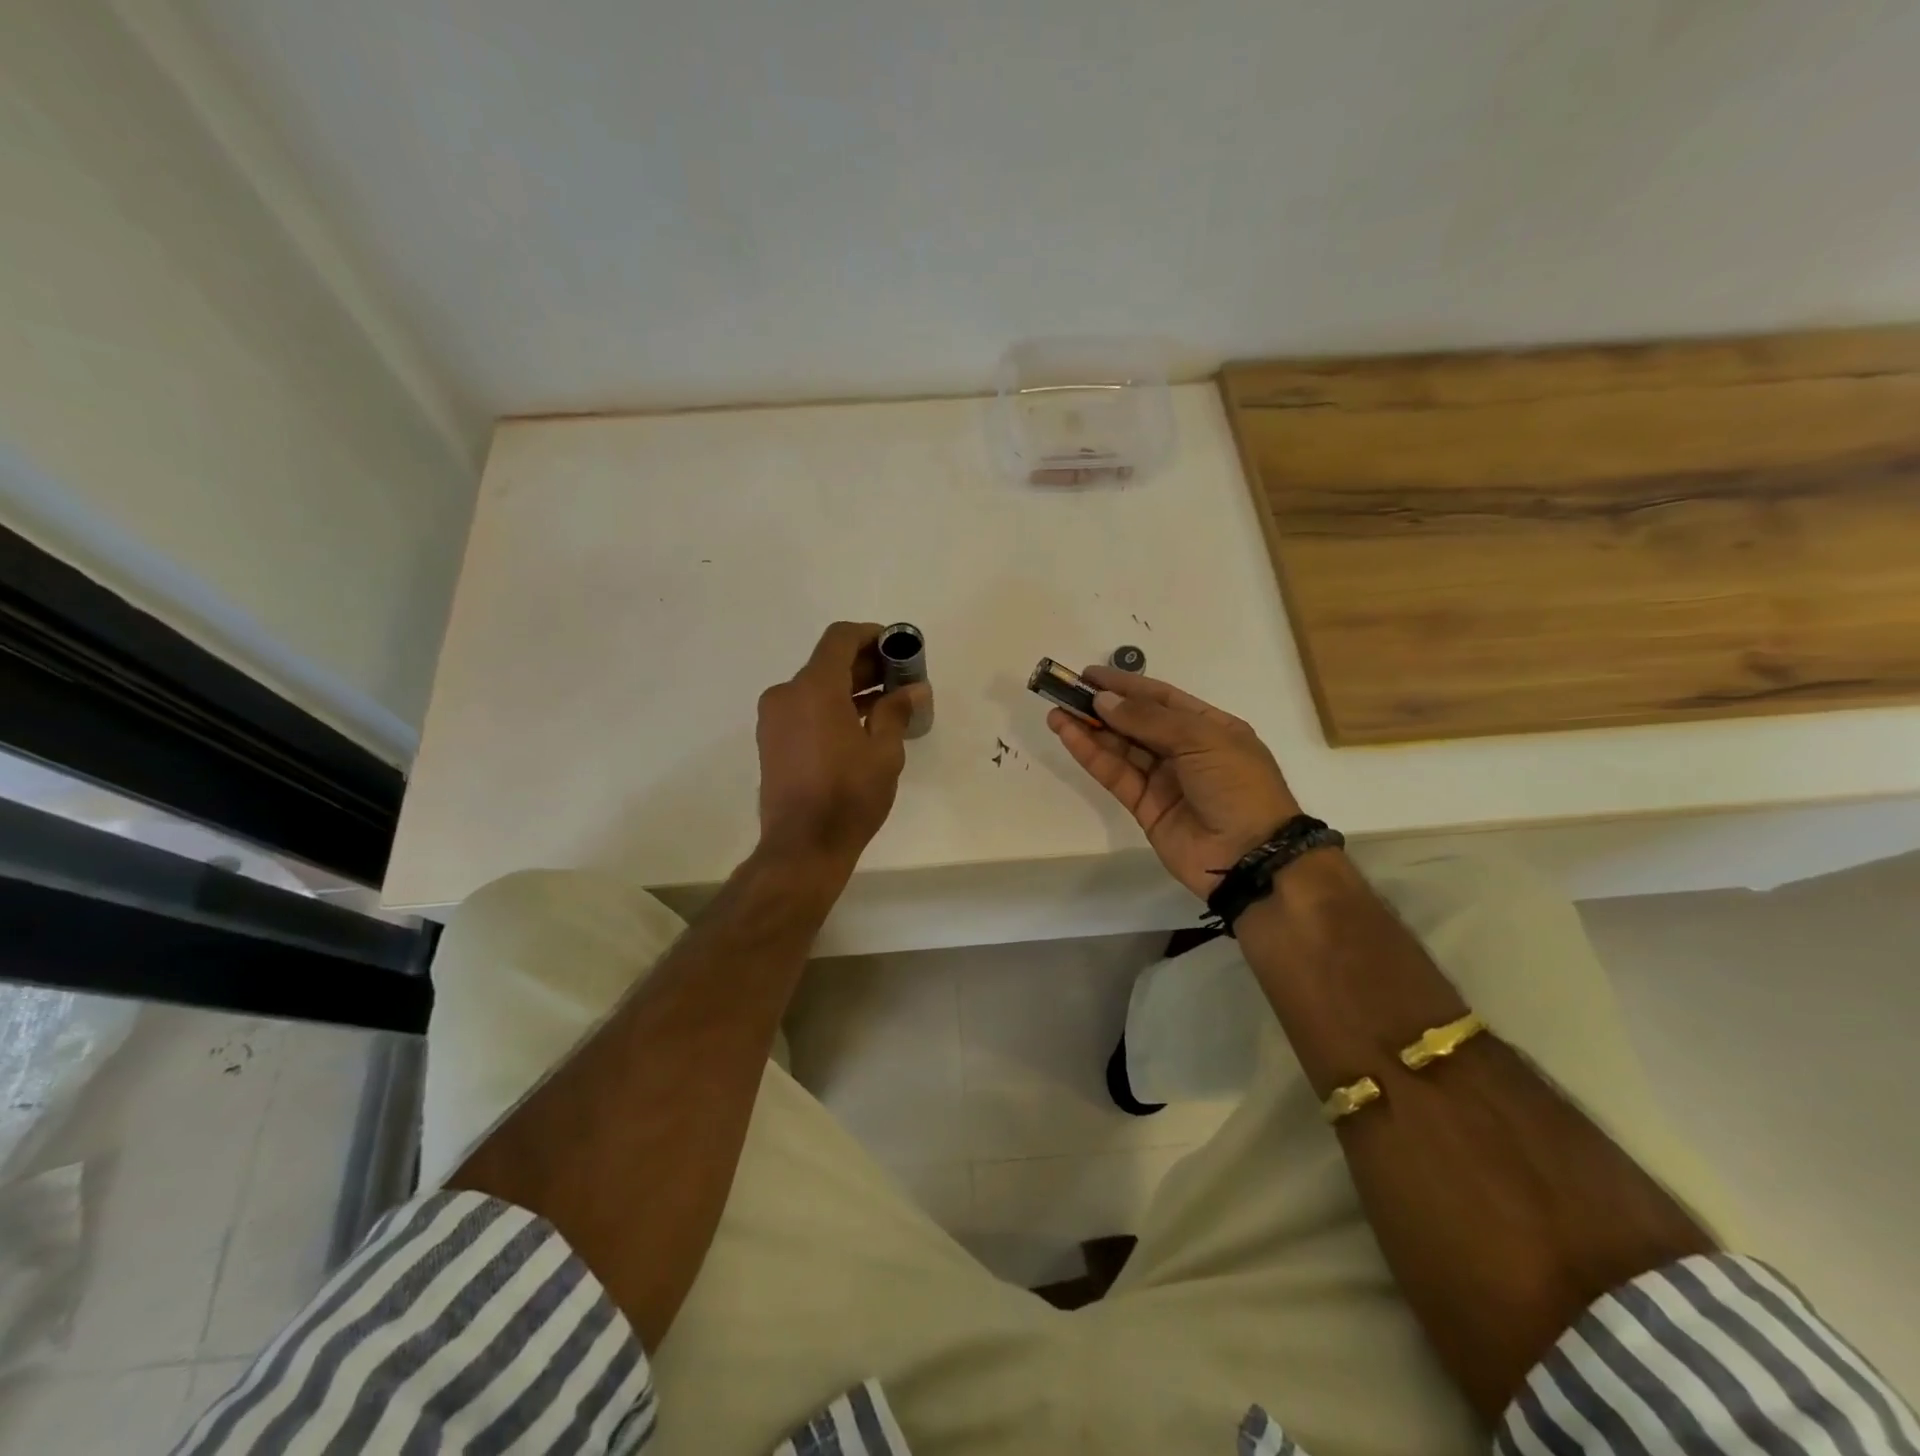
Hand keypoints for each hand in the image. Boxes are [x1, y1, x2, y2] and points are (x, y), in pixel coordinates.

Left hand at [755, 622, 915, 871]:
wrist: (802, 846)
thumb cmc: (849, 796)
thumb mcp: (884, 752)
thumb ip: (896, 711)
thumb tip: (914, 688)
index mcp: (814, 688)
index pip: (840, 639)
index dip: (871, 635)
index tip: (898, 647)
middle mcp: (787, 694)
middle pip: (828, 662)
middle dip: (866, 665)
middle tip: (901, 679)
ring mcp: (774, 718)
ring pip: (815, 687)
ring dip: (849, 687)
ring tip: (887, 705)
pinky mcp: (771, 740)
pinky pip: (804, 708)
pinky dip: (831, 707)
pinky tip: (860, 726)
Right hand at [1046, 666, 1300, 898]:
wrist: (1249, 855)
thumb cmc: (1236, 785)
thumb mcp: (1201, 739)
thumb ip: (1148, 719)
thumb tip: (1103, 700)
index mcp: (1210, 728)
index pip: (1162, 698)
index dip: (1126, 685)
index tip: (1091, 676)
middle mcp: (1185, 751)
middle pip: (1137, 722)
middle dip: (1103, 706)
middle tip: (1066, 691)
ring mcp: (1164, 780)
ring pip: (1121, 748)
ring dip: (1090, 729)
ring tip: (1057, 712)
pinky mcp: (1144, 806)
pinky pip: (1115, 775)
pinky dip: (1092, 755)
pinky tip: (1070, 736)